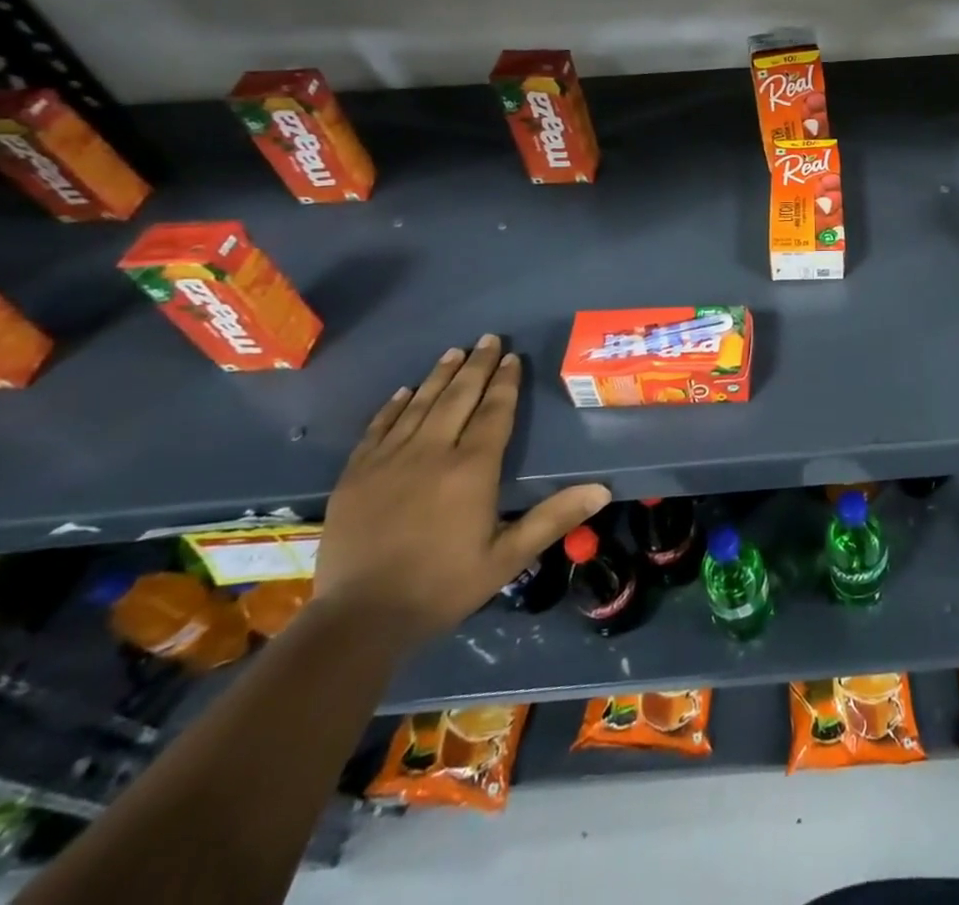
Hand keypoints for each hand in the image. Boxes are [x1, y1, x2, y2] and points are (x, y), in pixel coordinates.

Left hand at [315, 335, 610, 647]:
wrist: (359, 619)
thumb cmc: (442, 586)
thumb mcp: (507, 558)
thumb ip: (553, 518)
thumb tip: (602, 490)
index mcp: (471, 469)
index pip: (494, 412)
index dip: (505, 382)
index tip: (512, 357)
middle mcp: (431, 453)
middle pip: (458, 397)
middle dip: (476, 365)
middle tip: (487, 338)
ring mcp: (389, 461)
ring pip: (419, 405)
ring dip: (439, 376)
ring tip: (454, 352)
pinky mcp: (356, 475)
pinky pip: (378, 428)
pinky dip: (393, 406)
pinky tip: (403, 392)